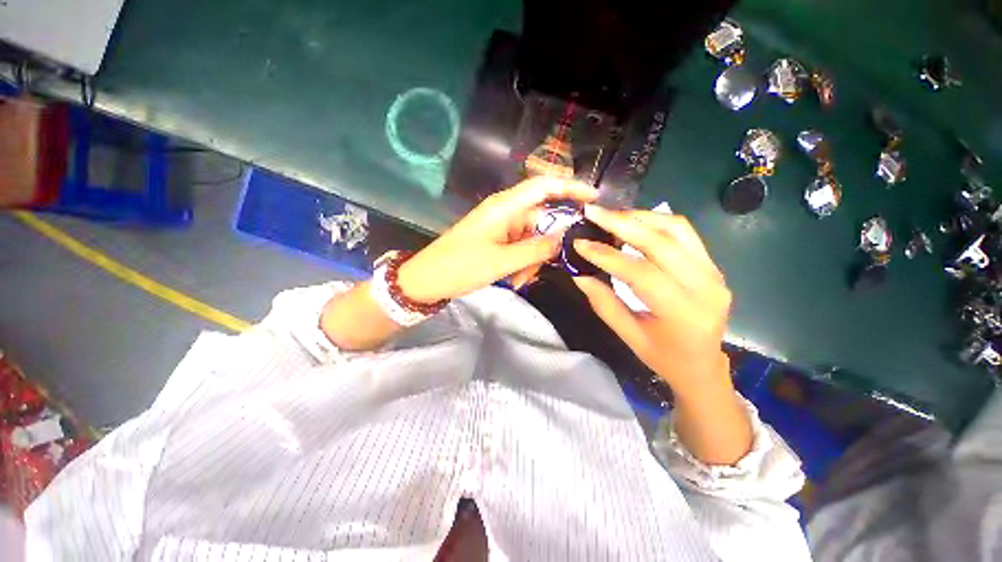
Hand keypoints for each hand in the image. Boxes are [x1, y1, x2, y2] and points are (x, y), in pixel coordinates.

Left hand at [397, 177, 597, 303]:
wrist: (428, 280)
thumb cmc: (461, 266)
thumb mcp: (502, 261)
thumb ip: (536, 250)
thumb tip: (563, 240)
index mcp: (505, 207)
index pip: (544, 186)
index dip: (571, 188)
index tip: (594, 199)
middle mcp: (505, 212)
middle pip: (541, 219)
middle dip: (545, 245)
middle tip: (542, 269)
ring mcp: (500, 226)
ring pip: (531, 238)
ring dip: (531, 260)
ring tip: (518, 280)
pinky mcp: (496, 239)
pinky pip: (520, 247)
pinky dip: (521, 263)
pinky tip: (514, 279)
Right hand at [571, 205, 731, 389]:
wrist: (703, 364)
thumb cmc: (663, 357)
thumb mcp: (628, 336)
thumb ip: (603, 303)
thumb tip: (579, 274)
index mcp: (683, 312)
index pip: (641, 272)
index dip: (607, 255)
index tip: (580, 243)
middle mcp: (705, 286)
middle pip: (661, 242)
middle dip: (622, 223)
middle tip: (593, 212)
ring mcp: (714, 272)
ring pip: (676, 229)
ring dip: (640, 217)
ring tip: (611, 215)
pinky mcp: (712, 265)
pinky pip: (684, 233)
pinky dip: (656, 222)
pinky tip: (634, 222)